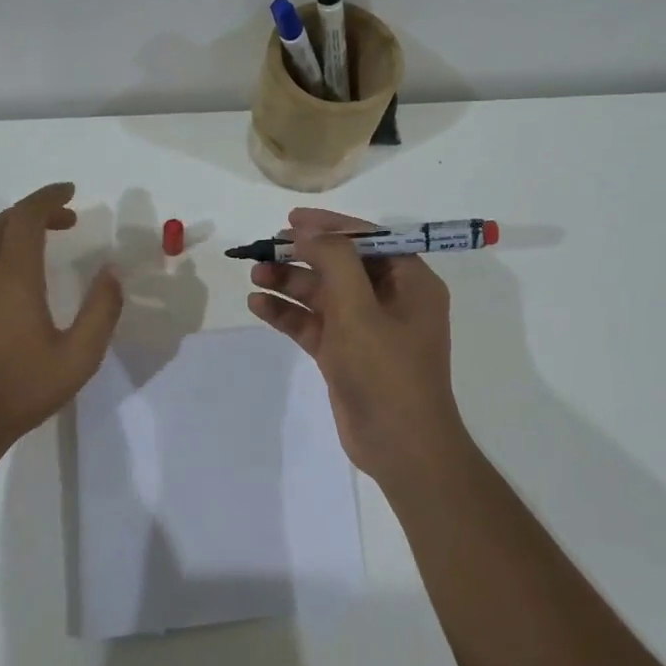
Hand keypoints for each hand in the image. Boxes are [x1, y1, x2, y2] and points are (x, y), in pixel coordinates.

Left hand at [0, 183, 122, 443]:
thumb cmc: (21, 387)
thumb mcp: (78, 356)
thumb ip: (101, 311)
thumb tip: (111, 273)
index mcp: (14, 275)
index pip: (27, 215)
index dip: (49, 197)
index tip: (71, 192)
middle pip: (2, 221)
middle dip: (34, 213)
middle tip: (64, 223)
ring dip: (7, 230)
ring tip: (32, 246)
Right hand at [247, 208, 471, 485]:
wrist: (400, 446)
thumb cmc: (387, 371)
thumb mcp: (359, 308)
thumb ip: (334, 261)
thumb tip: (308, 229)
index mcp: (410, 282)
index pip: (368, 239)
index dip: (330, 225)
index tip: (291, 219)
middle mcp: (390, 299)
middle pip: (340, 265)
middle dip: (302, 255)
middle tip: (265, 248)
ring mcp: (365, 328)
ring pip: (322, 294)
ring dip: (290, 283)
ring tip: (254, 274)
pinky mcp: (344, 354)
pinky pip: (313, 323)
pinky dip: (288, 313)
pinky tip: (258, 305)